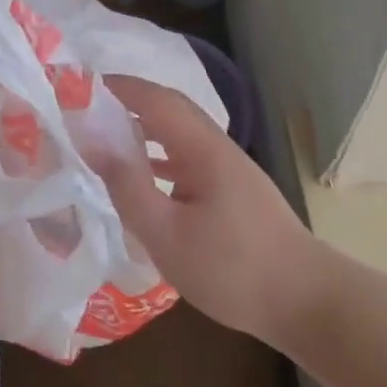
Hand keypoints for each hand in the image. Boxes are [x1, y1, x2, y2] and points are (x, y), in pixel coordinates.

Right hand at [94, 77, 317, 344]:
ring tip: (106, 136)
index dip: (118, 88)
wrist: (305, 300)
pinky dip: (160, 153)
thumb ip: (129, 187)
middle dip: (129, 101)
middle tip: (87, 108)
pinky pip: (188, 155)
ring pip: (180, 132)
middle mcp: (216, 146)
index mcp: (202, 148)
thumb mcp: (167, 236)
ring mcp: (229, 167)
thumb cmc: (233, 269)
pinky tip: (144, 175)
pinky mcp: (234, 188)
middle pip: (170, 108)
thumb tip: (94, 143)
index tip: (80, 86)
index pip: (155, 99)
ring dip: (144, 126)